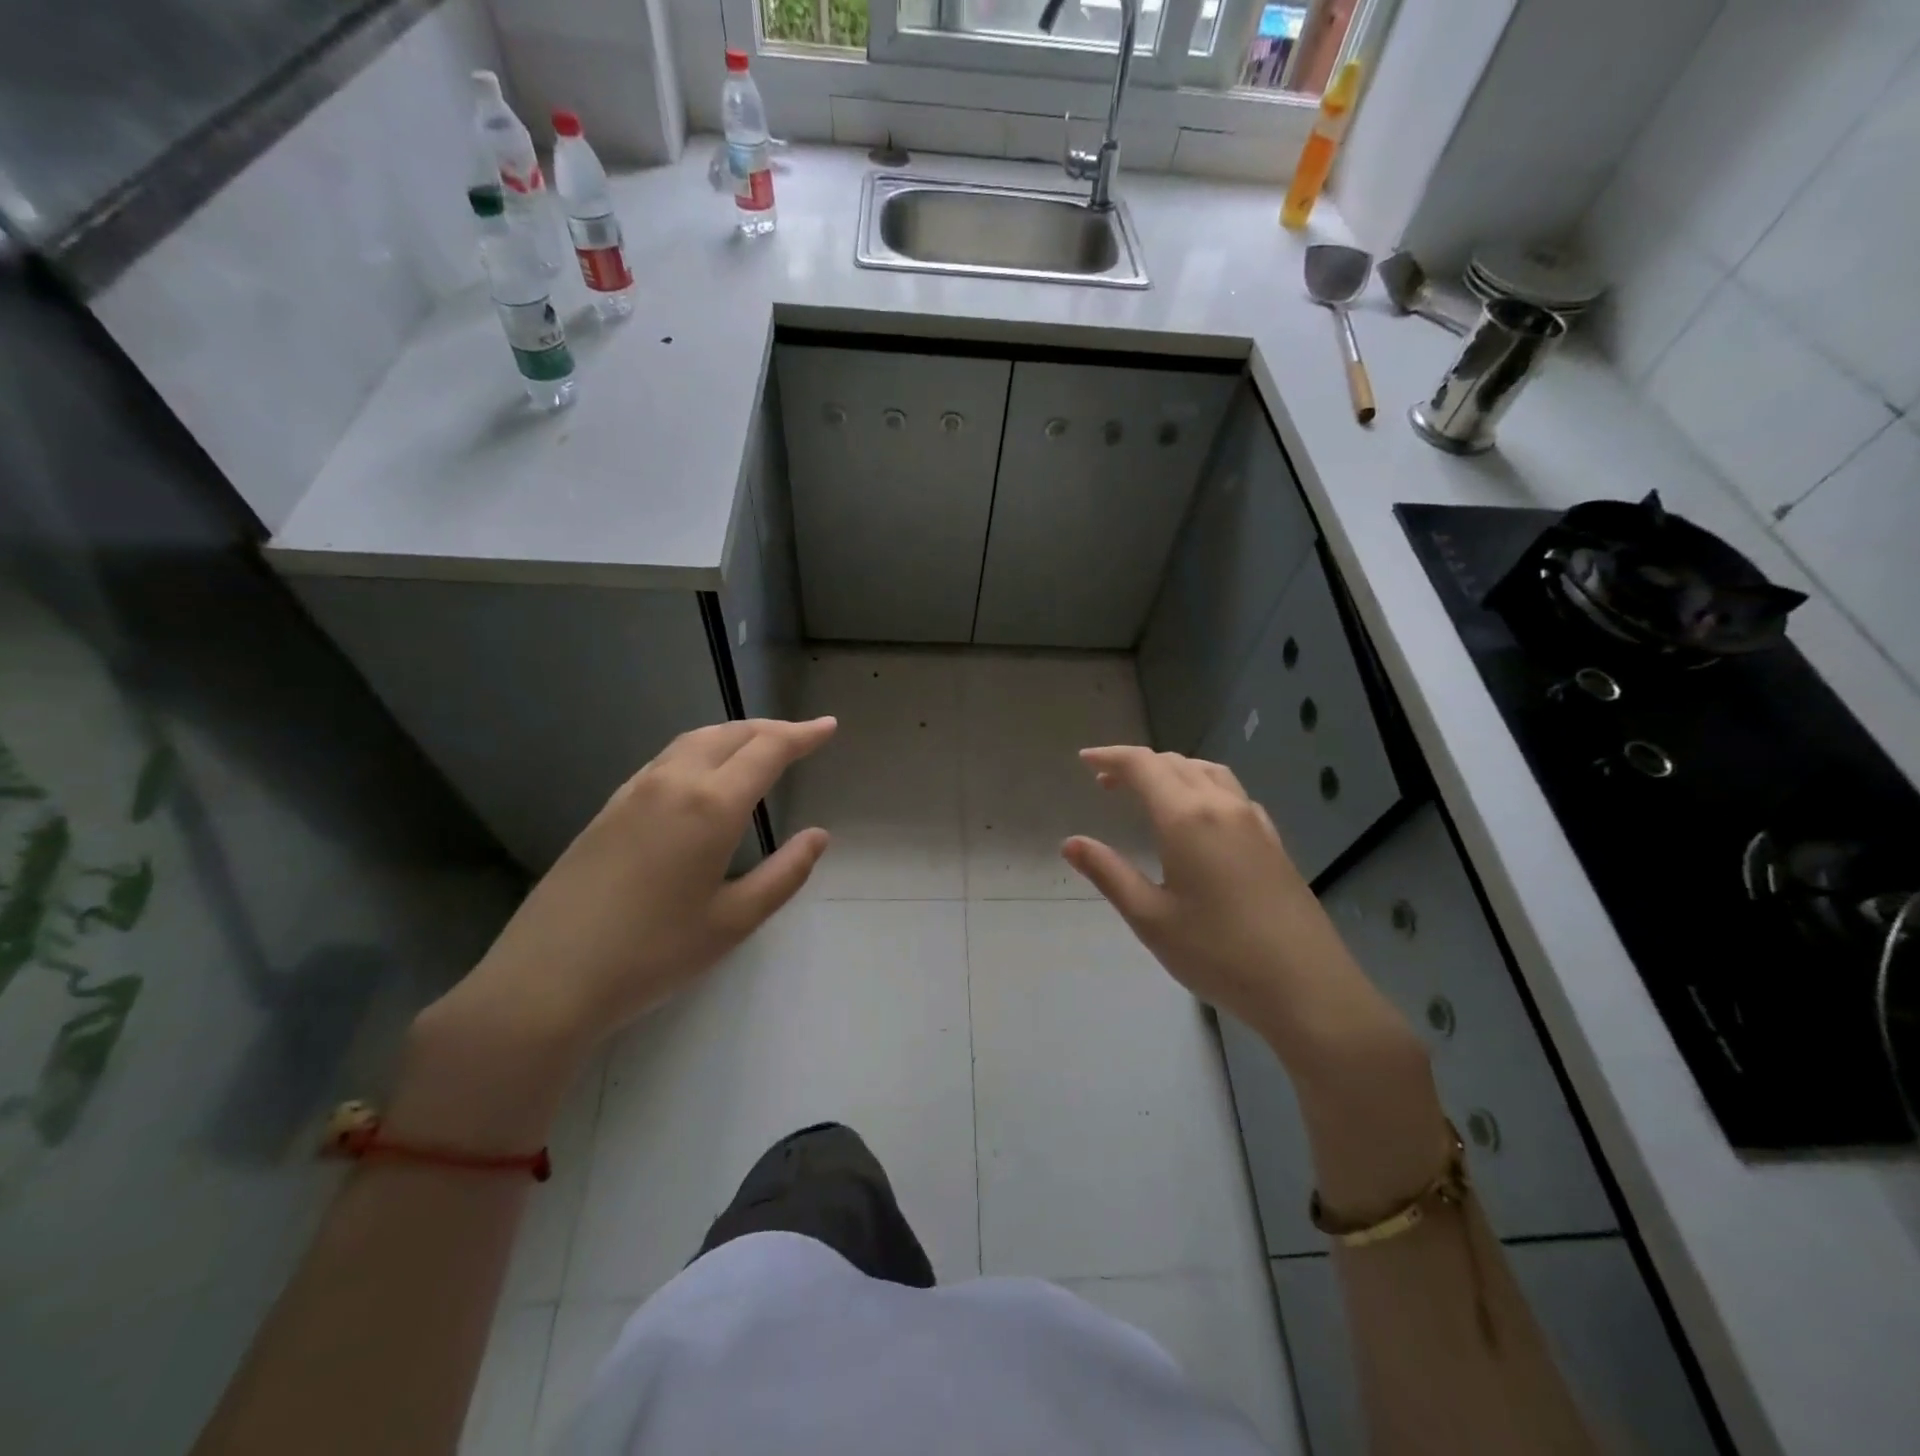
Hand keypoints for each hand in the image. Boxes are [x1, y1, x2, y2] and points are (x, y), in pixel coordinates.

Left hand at [396, 718, 835, 1145]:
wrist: (546, 980)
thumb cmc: (653, 955)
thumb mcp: (734, 922)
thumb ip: (785, 874)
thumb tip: (818, 836)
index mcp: (711, 806)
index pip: (767, 750)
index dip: (802, 735)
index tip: (828, 727)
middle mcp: (673, 783)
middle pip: (729, 734)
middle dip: (770, 729)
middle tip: (801, 736)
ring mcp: (634, 791)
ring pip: (693, 741)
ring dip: (734, 735)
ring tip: (759, 746)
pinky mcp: (608, 808)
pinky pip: (666, 759)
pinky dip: (700, 750)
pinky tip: (704, 774)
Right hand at [1059, 745, 1359, 1053]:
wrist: (1306, 986)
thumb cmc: (1217, 953)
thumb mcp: (1150, 918)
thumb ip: (1109, 873)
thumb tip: (1071, 843)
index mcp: (1186, 818)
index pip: (1143, 766)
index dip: (1110, 757)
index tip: (1084, 759)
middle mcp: (1221, 806)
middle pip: (1174, 763)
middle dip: (1136, 764)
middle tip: (1105, 781)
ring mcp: (1254, 821)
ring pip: (1207, 772)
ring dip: (1172, 770)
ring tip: (1148, 791)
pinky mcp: (1273, 840)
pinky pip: (1231, 793)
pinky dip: (1201, 786)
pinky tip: (1198, 816)